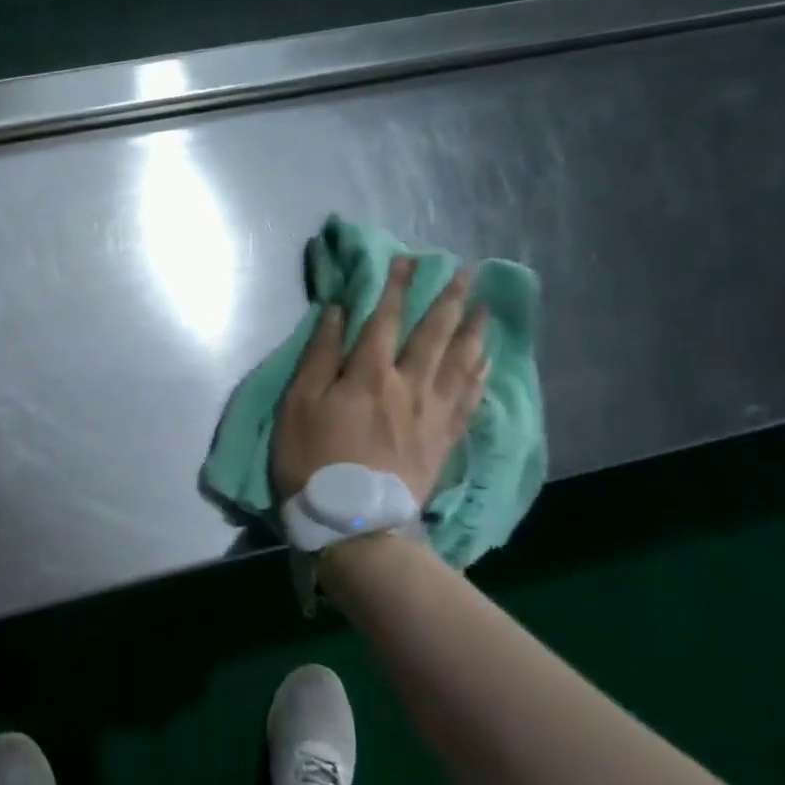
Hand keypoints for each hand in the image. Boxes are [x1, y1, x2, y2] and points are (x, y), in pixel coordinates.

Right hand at [271, 258, 489, 507]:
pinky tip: (487, 361)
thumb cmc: (313, 462)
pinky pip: (470, 399)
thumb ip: (319, 356)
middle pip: (433, 334)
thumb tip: (337, 312)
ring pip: (460, 362)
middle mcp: (408, 385)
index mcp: (368, 374)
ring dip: (473, 330)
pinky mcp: (444, 440)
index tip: (409, 260)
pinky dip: (480, 374)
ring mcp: (432, 413)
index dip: (396, 287)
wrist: (354, 523)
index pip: (385, 319)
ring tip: (485, 307)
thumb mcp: (298, 406)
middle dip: (448, 299)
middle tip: (465, 272)